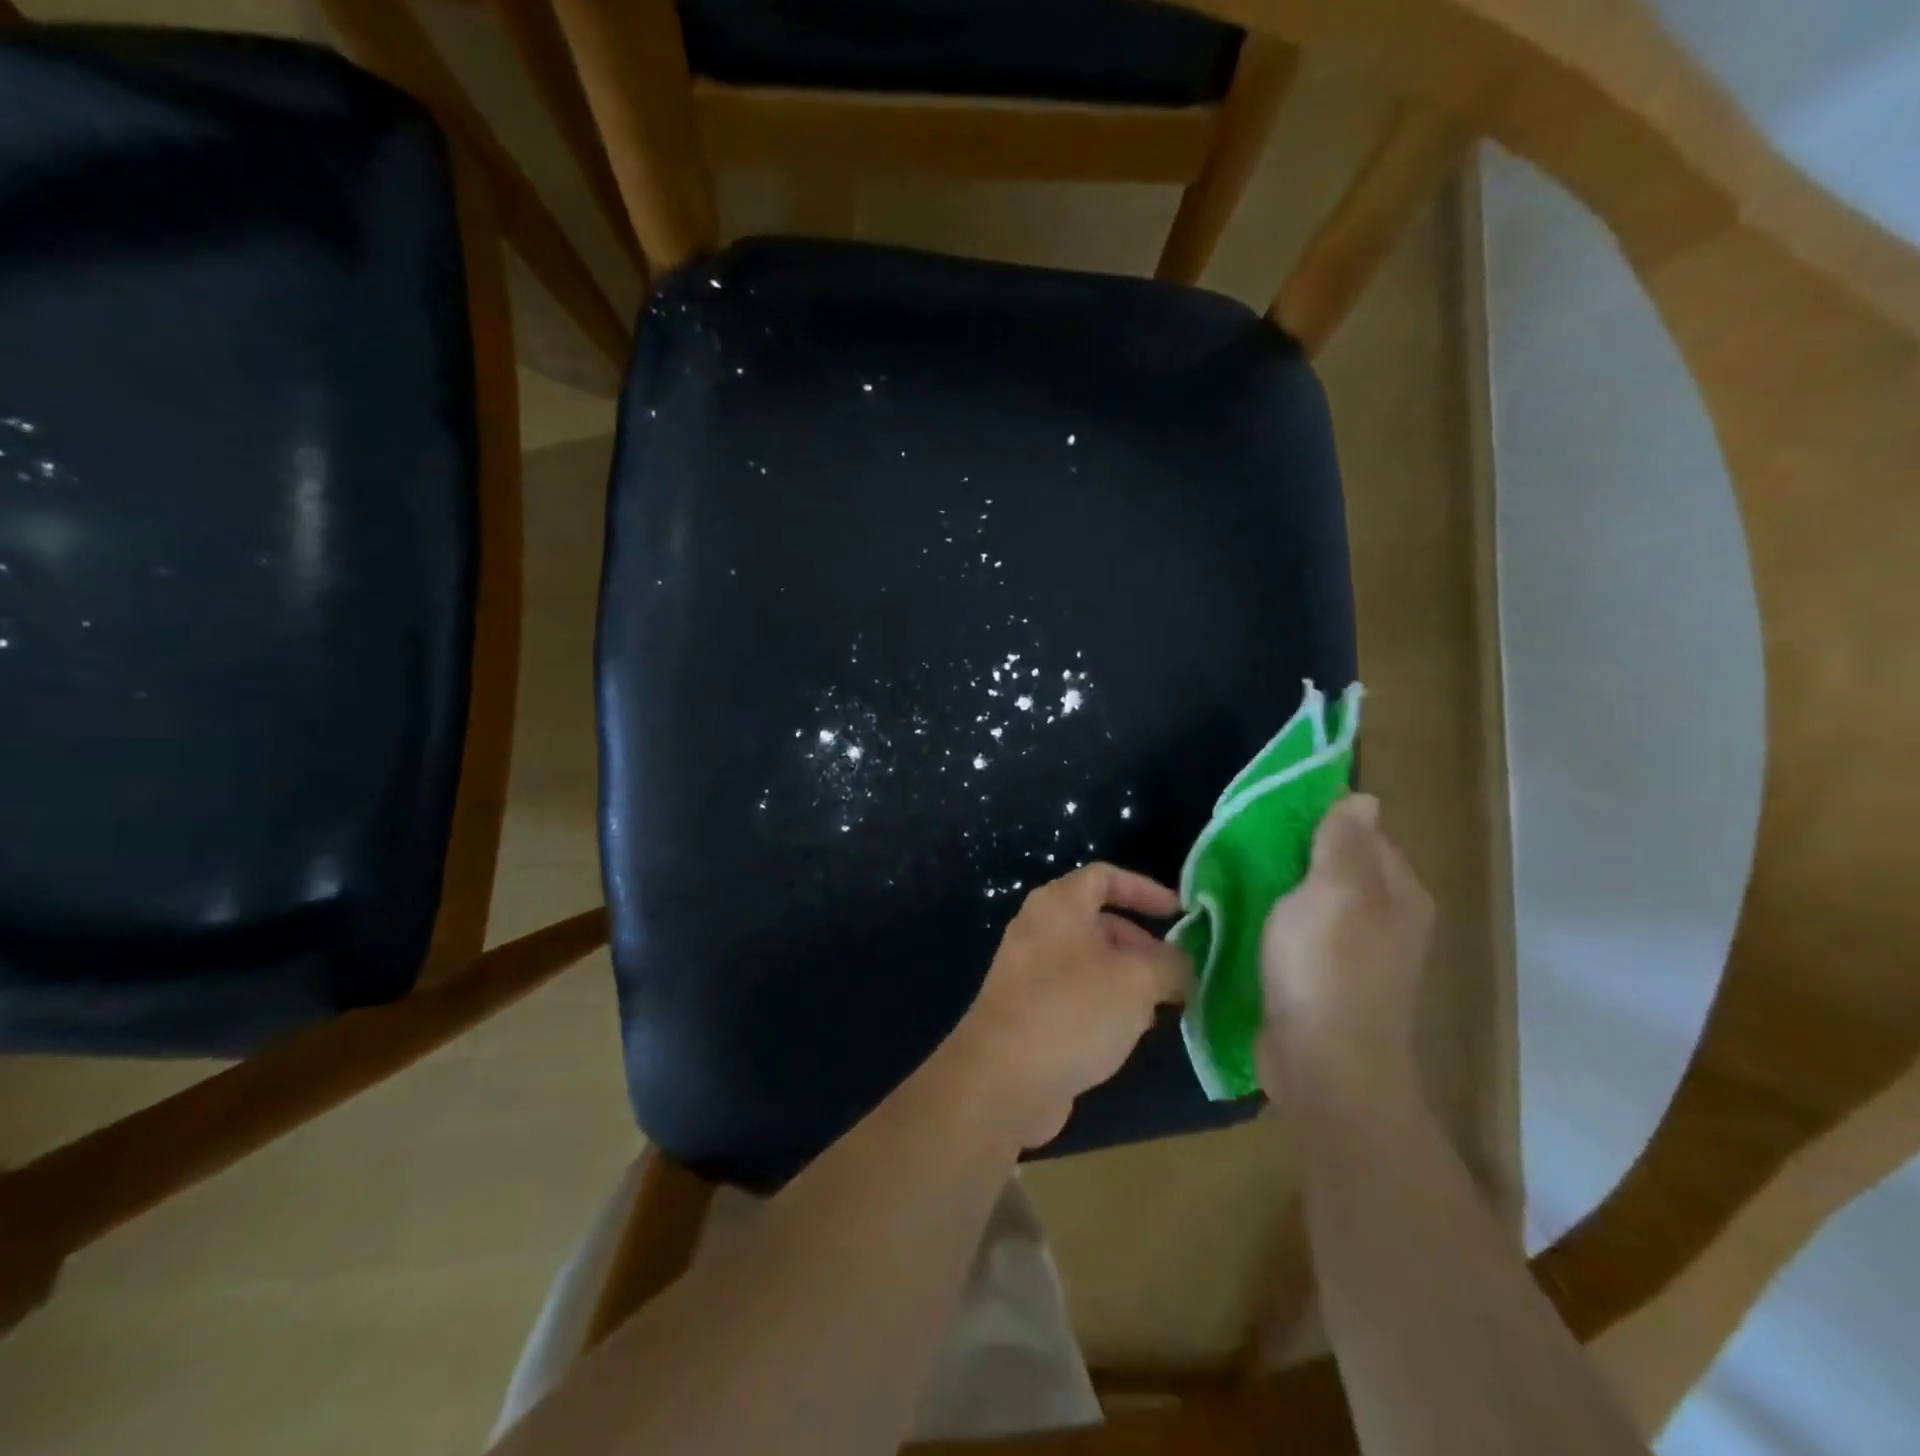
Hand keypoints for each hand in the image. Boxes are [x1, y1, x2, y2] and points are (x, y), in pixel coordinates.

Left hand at [955, 863, 1190, 1148]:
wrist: (1004, 1077)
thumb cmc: (1074, 1010)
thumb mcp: (1137, 981)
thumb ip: (1170, 964)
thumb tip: (1181, 964)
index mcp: (1058, 904)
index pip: (1104, 876)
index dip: (1145, 889)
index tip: (1180, 914)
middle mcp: (1038, 928)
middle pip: (1098, 921)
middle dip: (1141, 943)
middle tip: (1175, 973)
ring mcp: (1027, 970)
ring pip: (1089, 961)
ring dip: (1127, 978)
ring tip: (1160, 1007)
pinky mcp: (1026, 1010)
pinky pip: (1074, 993)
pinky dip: (1104, 1003)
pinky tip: (1128, 1033)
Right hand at [1258, 795, 1432, 1096]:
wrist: (1323, 1065)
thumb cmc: (1328, 968)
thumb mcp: (1335, 890)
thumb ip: (1344, 841)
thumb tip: (1363, 798)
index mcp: (1398, 891)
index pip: (1361, 831)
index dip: (1318, 817)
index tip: (1269, 812)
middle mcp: (1386, 918)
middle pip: (1337, 865)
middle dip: (1293, 852)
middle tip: (1242, 843)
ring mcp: (1357, 953)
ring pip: (1314, 899)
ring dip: (1279, 887)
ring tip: (1234, 875)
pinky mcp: (1326, 979)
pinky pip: (1300, 932)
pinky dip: (1275, 920)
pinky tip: (1244, 917)